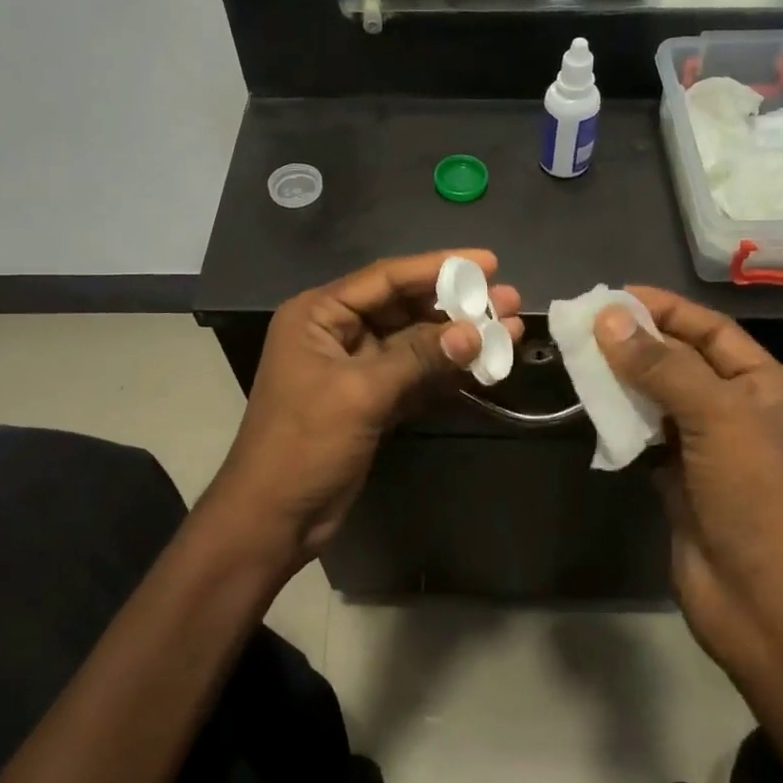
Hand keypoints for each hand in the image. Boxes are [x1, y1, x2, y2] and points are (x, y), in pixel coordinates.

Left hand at [209, 250, 522, 567]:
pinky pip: (416, 377)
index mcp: (318, 315)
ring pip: (416, 344)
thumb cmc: (304, 445)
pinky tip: (486, 367)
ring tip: (510, 330)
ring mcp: (356, 369)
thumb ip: (418, 358)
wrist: (273, 519)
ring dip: (459, 340)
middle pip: (406, 308)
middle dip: (457, 305)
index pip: (387, 278)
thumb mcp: (360, 394)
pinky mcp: (372, 401)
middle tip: (509, 300)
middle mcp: (337, 333)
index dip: (439, 267)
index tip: (489, 262)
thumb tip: (475, 332)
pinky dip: (448, 373)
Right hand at [594, 288, 782, 671]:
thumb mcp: (718, 417)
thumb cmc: (756, 496)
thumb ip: (663, 366)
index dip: (666, 310)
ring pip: (660, 399)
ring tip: (579, 357)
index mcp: (768, 388)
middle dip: (638, 342)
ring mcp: (709, 449)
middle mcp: (741, 412)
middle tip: (585, 324)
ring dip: (624, 380)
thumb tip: (609, 319)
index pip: (713, 332)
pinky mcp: (680, 480)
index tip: (615, 296)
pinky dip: (621, 420)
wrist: (764, 602)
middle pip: (683, 362)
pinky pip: (646, 436)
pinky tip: (591, 405)